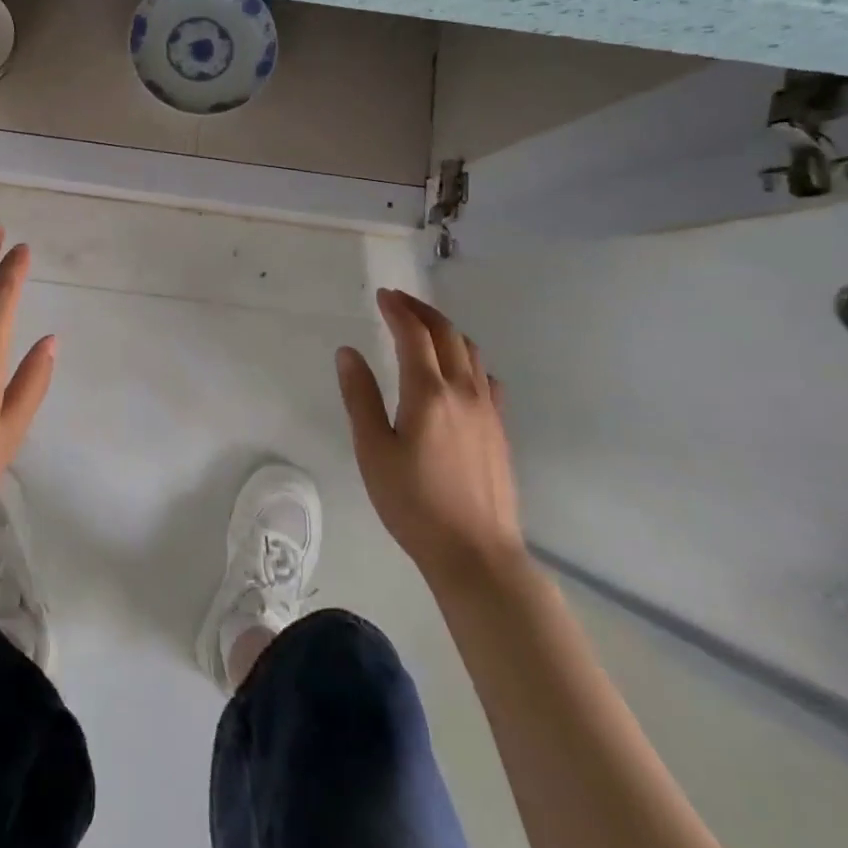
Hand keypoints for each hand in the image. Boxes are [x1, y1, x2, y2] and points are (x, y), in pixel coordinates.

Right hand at [337, 289, 525, 596]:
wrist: (476, 552)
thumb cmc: (413, 502)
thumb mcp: (373, 450)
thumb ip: (360, 397)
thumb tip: (348, 352)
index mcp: (428, 393)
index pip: (413, 335)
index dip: (397, 310)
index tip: (382, 295)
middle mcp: (463, 391)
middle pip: (447, 334)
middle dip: (422, 311)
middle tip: (399, 301)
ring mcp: (488, 410)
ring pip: (471, 352)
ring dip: (446, 330)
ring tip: (425, 328)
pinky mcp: (500, 429)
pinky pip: (486, 378)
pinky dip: (468, 359)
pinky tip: (459, 372)